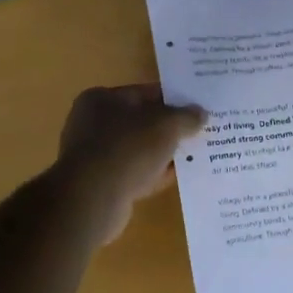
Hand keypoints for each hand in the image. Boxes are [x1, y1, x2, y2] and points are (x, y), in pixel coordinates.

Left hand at [54, 84, 204, 242]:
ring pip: (139, 150)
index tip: (197, 108)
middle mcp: (92, 124)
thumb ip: (186, 116)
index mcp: (101, 99)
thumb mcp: (166, 125)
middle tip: (199, 132)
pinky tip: (178, 177)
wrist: (93, 199)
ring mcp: (95, 156)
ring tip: (194, 155)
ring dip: (164, 153)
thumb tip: (200, 113)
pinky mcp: (100, 184)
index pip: (144, 92)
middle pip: (141, 122)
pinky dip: (154, 174)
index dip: (173, 99)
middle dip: (169, 128)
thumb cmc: (127, 149)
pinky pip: (134, 173)